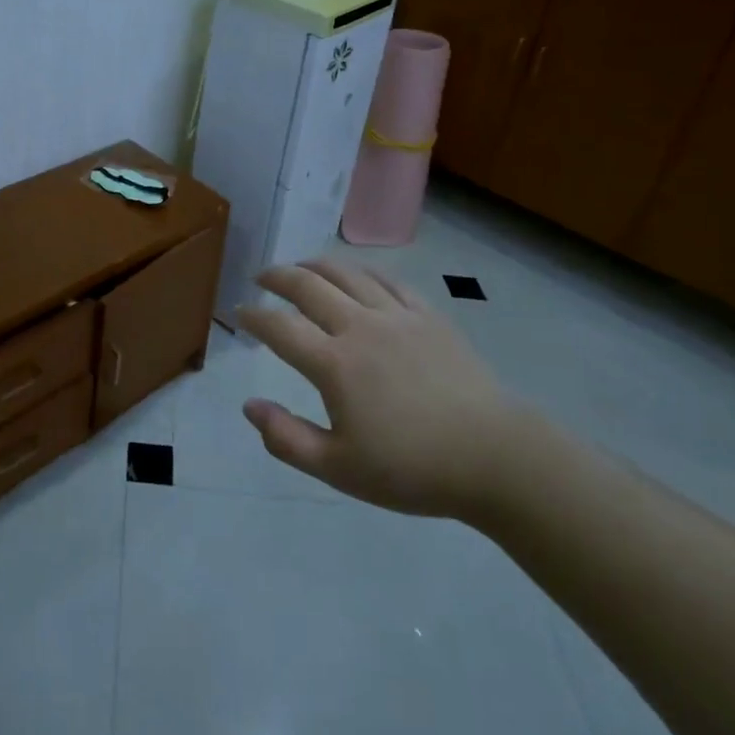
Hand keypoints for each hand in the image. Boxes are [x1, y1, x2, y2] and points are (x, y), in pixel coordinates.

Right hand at [237, 259, 535, 521]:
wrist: (495, 459)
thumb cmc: (412, 469)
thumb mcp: (338, 469)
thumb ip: (286, 438)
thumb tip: (248, 406)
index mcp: (334, 364)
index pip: (279, 328)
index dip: (253, 317)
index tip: (239, 312)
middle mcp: (360, 327)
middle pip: (308, 286)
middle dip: (278, 277)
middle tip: (261, 277)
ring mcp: (397, 316)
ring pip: (347, 274)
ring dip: (315, 265)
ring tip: (300, 266)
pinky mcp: (428, 316)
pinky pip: (388, 280)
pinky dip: (362, 271)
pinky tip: (355, 275)